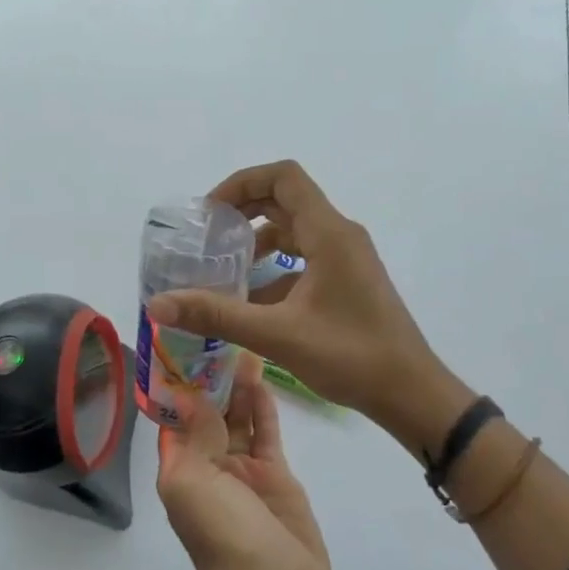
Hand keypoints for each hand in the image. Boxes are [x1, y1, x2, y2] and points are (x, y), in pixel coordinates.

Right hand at [147, 161, 460, 440]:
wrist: (410, 392)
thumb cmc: (350, 356)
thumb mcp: (277, 334)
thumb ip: (217, 315)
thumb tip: (158, 304)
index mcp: (329, 234)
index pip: (284, 177)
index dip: (242, 183)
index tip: (210, 212)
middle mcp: (340, 236)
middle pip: (287, 200)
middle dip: (244, 212)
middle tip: (208, 237)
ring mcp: (348, 259)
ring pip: (296, 232)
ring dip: (259, 242)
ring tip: (223, 270)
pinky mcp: (349, 282)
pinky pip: (306, 260)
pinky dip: (276, 269)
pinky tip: (251, 303)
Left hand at [156, 355, 333, 569]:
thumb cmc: (221, 532)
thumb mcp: (193, 481)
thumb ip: (195, 434)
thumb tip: (189, 394)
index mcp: (180, 466)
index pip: (175, 416)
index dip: (178, 383)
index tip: (184, 345)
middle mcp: (209, 464)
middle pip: (210, 412)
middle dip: (212, 377)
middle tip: (221, 333)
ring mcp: (244, 468)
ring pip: (239, 417)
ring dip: (238, 385)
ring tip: (243, 343)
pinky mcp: (277, 473)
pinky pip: (266, 432)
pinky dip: (263, 406)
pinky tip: (262, 376)